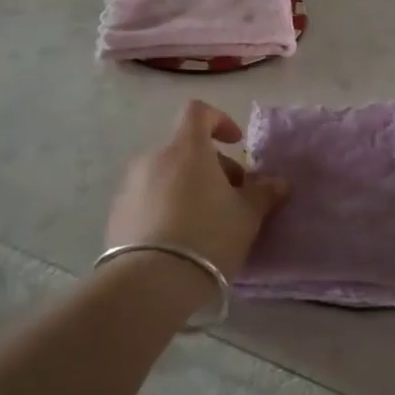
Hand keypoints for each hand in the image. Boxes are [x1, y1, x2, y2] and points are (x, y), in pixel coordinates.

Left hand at [105, 101, 288, 279]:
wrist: (149, 282)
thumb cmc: (207, 236)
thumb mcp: (247, 216)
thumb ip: (263, 194)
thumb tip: (278, 183)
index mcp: (186, 149)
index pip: (198, 112)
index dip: (220, 120)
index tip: (237, 143)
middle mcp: (153, 158)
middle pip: (185, 149)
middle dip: (211, 167)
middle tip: (232, 198)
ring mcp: (130, 186)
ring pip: (166, 175)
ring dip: (188, 188)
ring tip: (206, 223)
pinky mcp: (116, 214)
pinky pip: (148, 199)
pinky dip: (166, 207)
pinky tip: (179, 240)